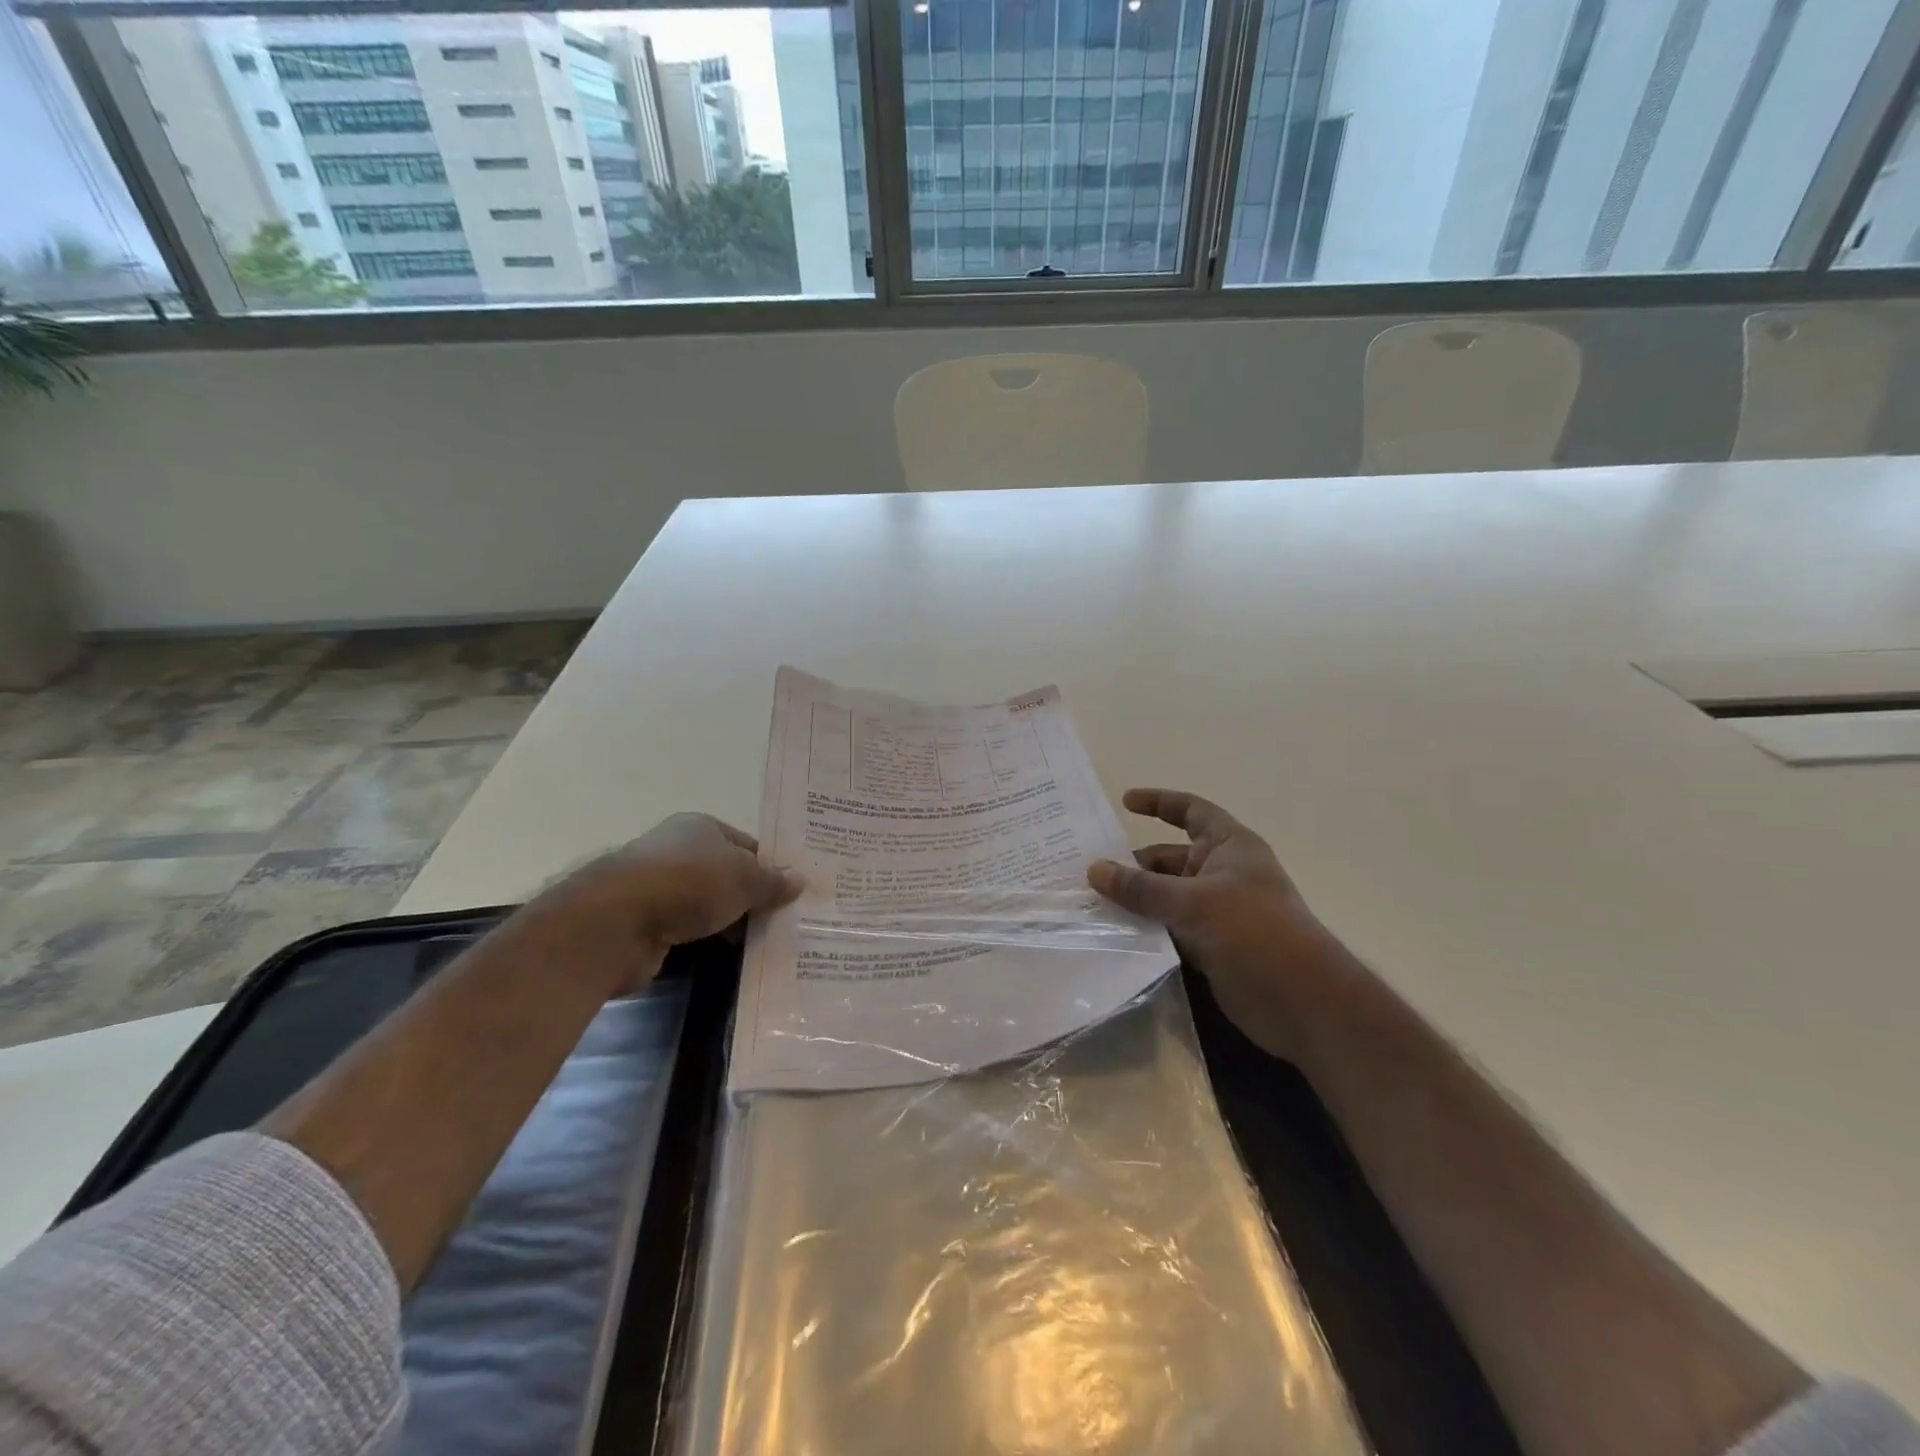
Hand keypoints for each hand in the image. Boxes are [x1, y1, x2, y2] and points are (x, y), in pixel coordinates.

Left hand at [528, 813, 802, 993]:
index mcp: (700, 827)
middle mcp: (677, 851)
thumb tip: (799, 880)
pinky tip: (728, 958)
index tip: (792, 894)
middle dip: (752, 899)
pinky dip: (706, 942)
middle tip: (784, 922)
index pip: (746, 845)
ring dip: (730, 923)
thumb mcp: (744, 878)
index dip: (769, 867)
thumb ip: (772, 882)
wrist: (616, 923)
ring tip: (764, 944)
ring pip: (707, 906)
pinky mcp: (645, 924)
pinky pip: (688, 932)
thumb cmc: (689, 883)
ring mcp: (657, 888)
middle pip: (726, 875)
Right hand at [1088, 788, 1356, 1059]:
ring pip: (1166, 896)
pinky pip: (1169, 927)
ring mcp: (1217, 911)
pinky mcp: (1210, 945)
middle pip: (1170, 858)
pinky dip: (1145, 927)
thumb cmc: (1253, 932)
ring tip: (1090, 903)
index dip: (1159, 802)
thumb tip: (1094, 869)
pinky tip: (1112, 934)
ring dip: (1135, 899)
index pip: (1191, 810)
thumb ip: (1141, 887)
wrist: (1302, 1002)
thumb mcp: (1192, 902)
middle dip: (1133, 863)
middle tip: (1087, 872)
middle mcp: (1222, 872)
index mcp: (1229, 846)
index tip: (1124, 802)